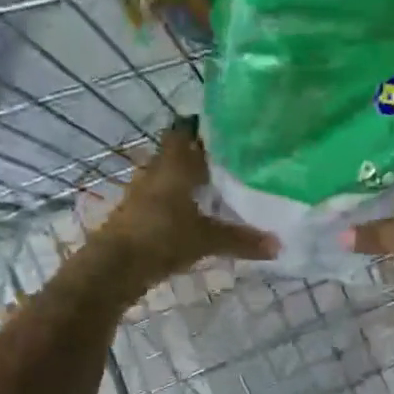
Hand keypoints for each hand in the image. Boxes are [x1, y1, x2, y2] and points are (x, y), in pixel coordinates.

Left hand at [91, 121, 277, 289]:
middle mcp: (156, 171)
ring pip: (168, 176)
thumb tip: (279, 245)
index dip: (202, 126)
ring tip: (216, 186)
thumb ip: (241, 239)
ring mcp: (142, 193)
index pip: (184, 130)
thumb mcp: (206, 239)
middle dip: (199, 155)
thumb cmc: (162, 238)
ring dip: (187, 179)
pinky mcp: (136, 215)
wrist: (115, 267)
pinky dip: (177, 202)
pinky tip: (194, 214)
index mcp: (174, 164)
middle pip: (177, 153)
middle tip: (230, 159)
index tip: (226, 129)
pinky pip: (161, 199)